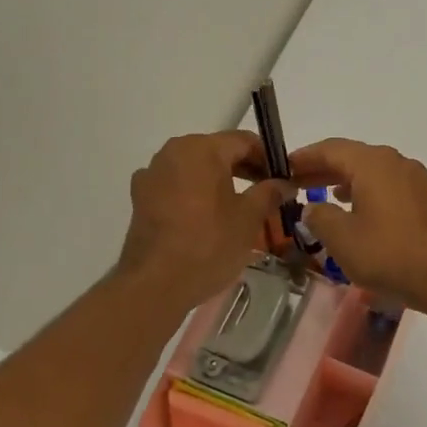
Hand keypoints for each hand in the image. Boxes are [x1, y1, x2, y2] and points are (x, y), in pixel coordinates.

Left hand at [115, 132, 288, 312]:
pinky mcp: (141, 197)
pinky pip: (176, 185)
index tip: (284, 179)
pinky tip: (207, 218)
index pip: (244, 141)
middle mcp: (173, 151)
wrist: (154, 285)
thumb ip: (269, 192)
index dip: (268, 158)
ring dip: (219, 181)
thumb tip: (285, 183)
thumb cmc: (208, 245)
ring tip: (239, 207)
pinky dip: (195, 194)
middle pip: (218, 152)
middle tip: (267, 194)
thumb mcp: (249, 218)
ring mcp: (152, 174)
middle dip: (244, 169)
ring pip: (196, 169)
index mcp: (202, 149)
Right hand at [289, 139, 426, 315]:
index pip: (330, 148)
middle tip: (296, 184)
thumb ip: (320, 218)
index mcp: (373, 163)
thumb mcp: (343, 240)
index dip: (304, 157)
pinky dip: (367, 193)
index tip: (282, 167)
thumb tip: (313, 208)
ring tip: (324, 198)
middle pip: (352, 157)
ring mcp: (416, 180)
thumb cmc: (392, 254)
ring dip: (345, 182)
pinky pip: (388, 187)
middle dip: (323, 169)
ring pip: (372, 173)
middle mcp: (396, 162)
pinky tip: (359, 214)